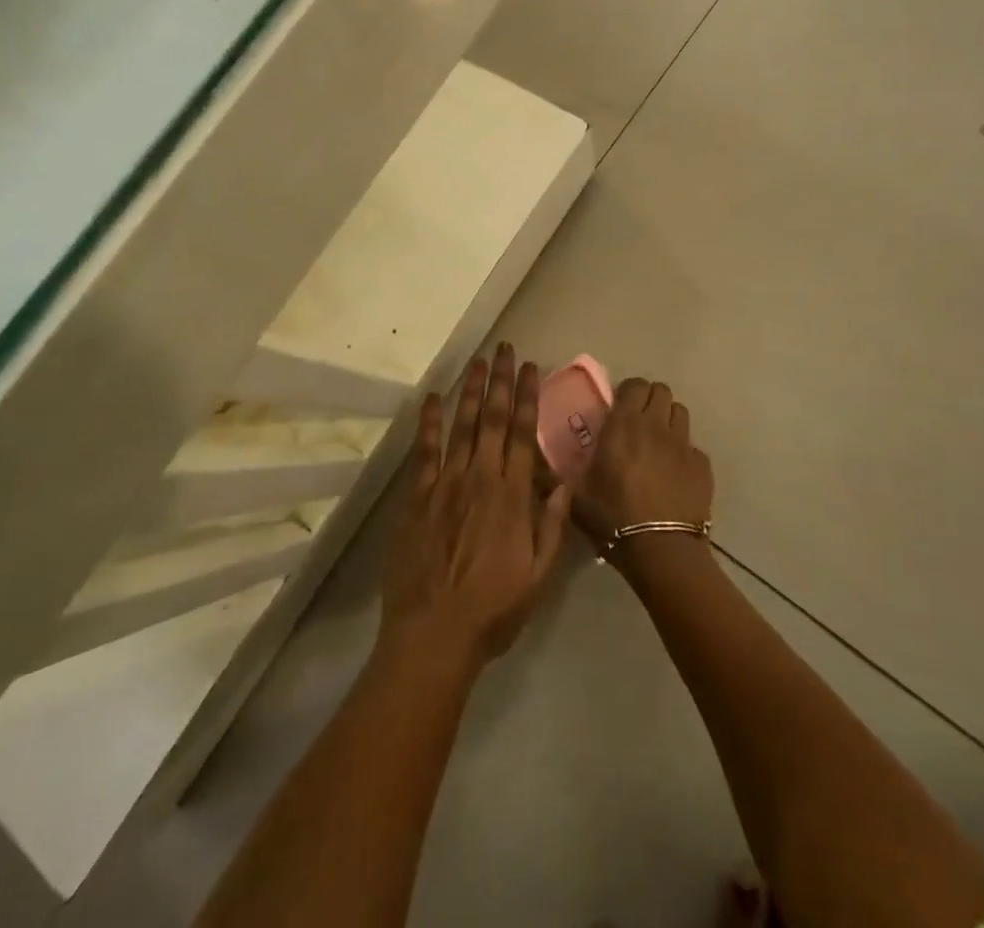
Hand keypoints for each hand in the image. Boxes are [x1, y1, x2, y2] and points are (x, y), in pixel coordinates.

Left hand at [382, 344, 572, 669]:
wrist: (434, 634)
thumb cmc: (493, 608)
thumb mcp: (540, 574)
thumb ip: (553, 523)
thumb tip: (565, 478)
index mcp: (512, 495)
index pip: (522, 432)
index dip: (526, 396)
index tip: (529, 367)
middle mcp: (480, 478)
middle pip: (492, 419)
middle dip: (499, 380)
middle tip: (502, 348)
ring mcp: (446, 484)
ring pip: (461, 426)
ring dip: (470, 391)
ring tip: (476, 361)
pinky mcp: (418, 497)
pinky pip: (425, 451)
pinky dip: (429, 422)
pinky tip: (432, 398)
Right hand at [575, 378, 713, 542]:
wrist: (660, 549)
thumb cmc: (613, 518)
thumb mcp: (577, 495)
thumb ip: (564, 473)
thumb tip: (545, 468)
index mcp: (624, 425)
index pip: (634, 385)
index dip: (628, 392)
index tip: (619, 408)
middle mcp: (656, 425)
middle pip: (661, 391)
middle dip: (650, 400)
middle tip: (638, 422)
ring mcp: (683, 444)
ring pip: (680, 412)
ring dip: (668, 420)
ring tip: (658, 442)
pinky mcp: (703, 465)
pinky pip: (693, 446)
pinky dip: (683, 452)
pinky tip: (674, 473)